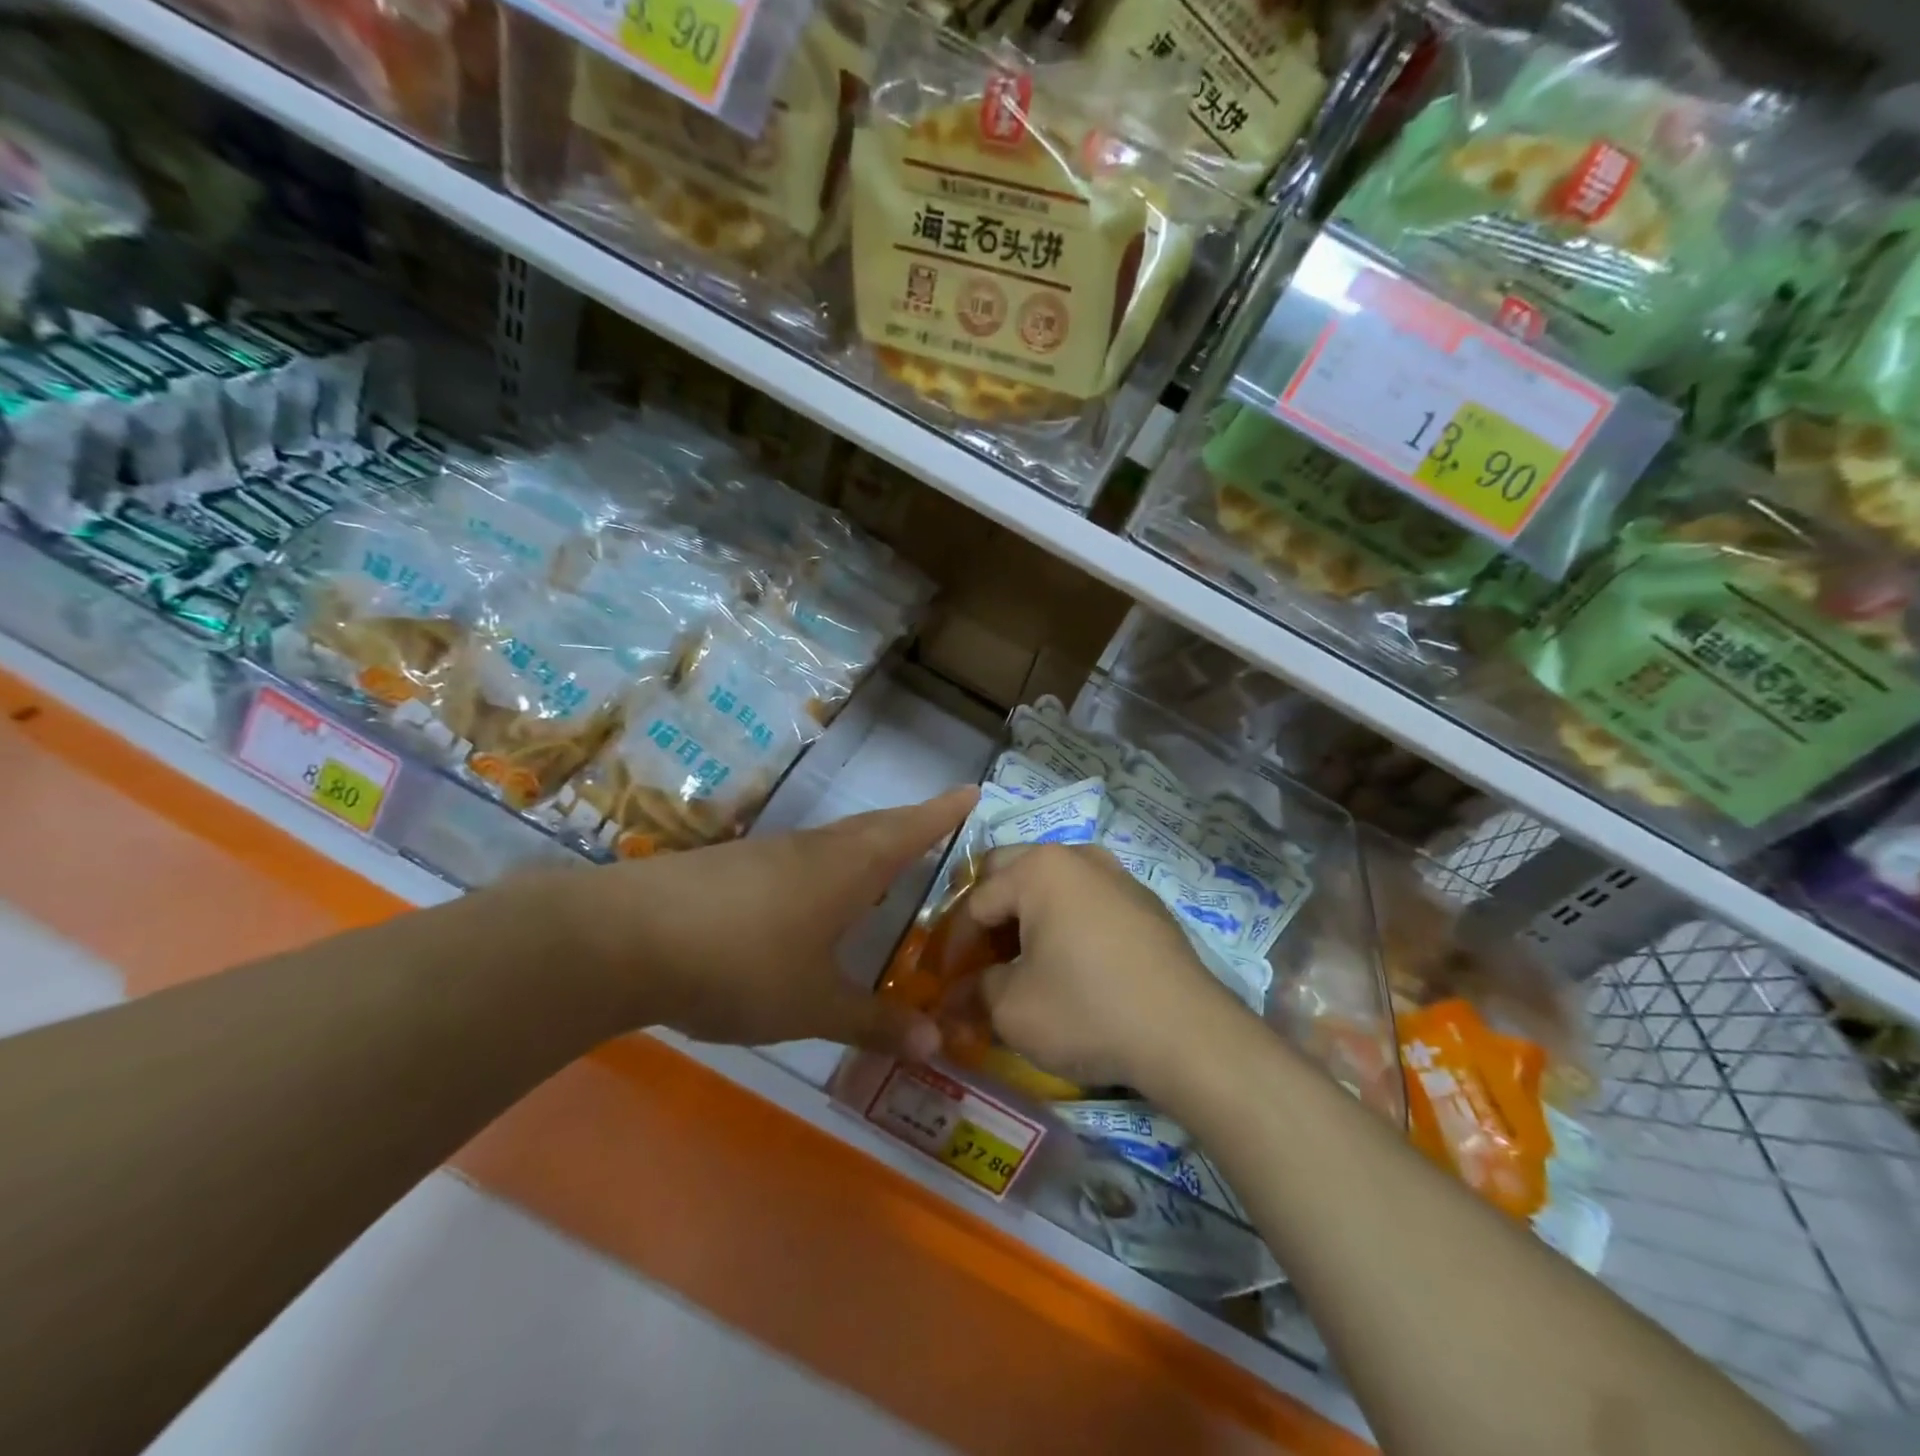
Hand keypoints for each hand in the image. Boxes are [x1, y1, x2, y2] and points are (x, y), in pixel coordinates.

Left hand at [556, 788, 975, 1056]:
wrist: (628, 939)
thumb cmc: (743, 966)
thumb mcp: (814, 1006)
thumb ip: (874, 1022)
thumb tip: (936, 1042)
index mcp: (849, 868)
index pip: (910, 830)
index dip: (943, 813)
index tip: (971, 791)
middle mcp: (815, 849)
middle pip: (874, 827)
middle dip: (910, 825)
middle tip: (936, 825)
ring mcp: (770, 854)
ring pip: (835, 842)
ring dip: (866, 847)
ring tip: (883, 867)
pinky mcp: (732, 867)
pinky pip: (800, 859)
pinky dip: (826, 868)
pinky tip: (813, 898)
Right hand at [968, 844, 1245, 1091]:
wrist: (1187, 1034)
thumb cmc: (1087, 1010)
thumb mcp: (1012, 1010)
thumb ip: (974, 992)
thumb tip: (954, 997)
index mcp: (1039, 868)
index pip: (976, 900)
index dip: (956, 943)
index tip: (950, 982)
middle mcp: (1077, 856)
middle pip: (1012, 872)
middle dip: (990, 914)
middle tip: (981, 959)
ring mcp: (1117, 875)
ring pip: (1053, 883)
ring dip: (1029, 914)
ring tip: (1024, 960)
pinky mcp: (1144, 902)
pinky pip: (1088, 900)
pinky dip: (1067, 922)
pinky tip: (1072, 963)